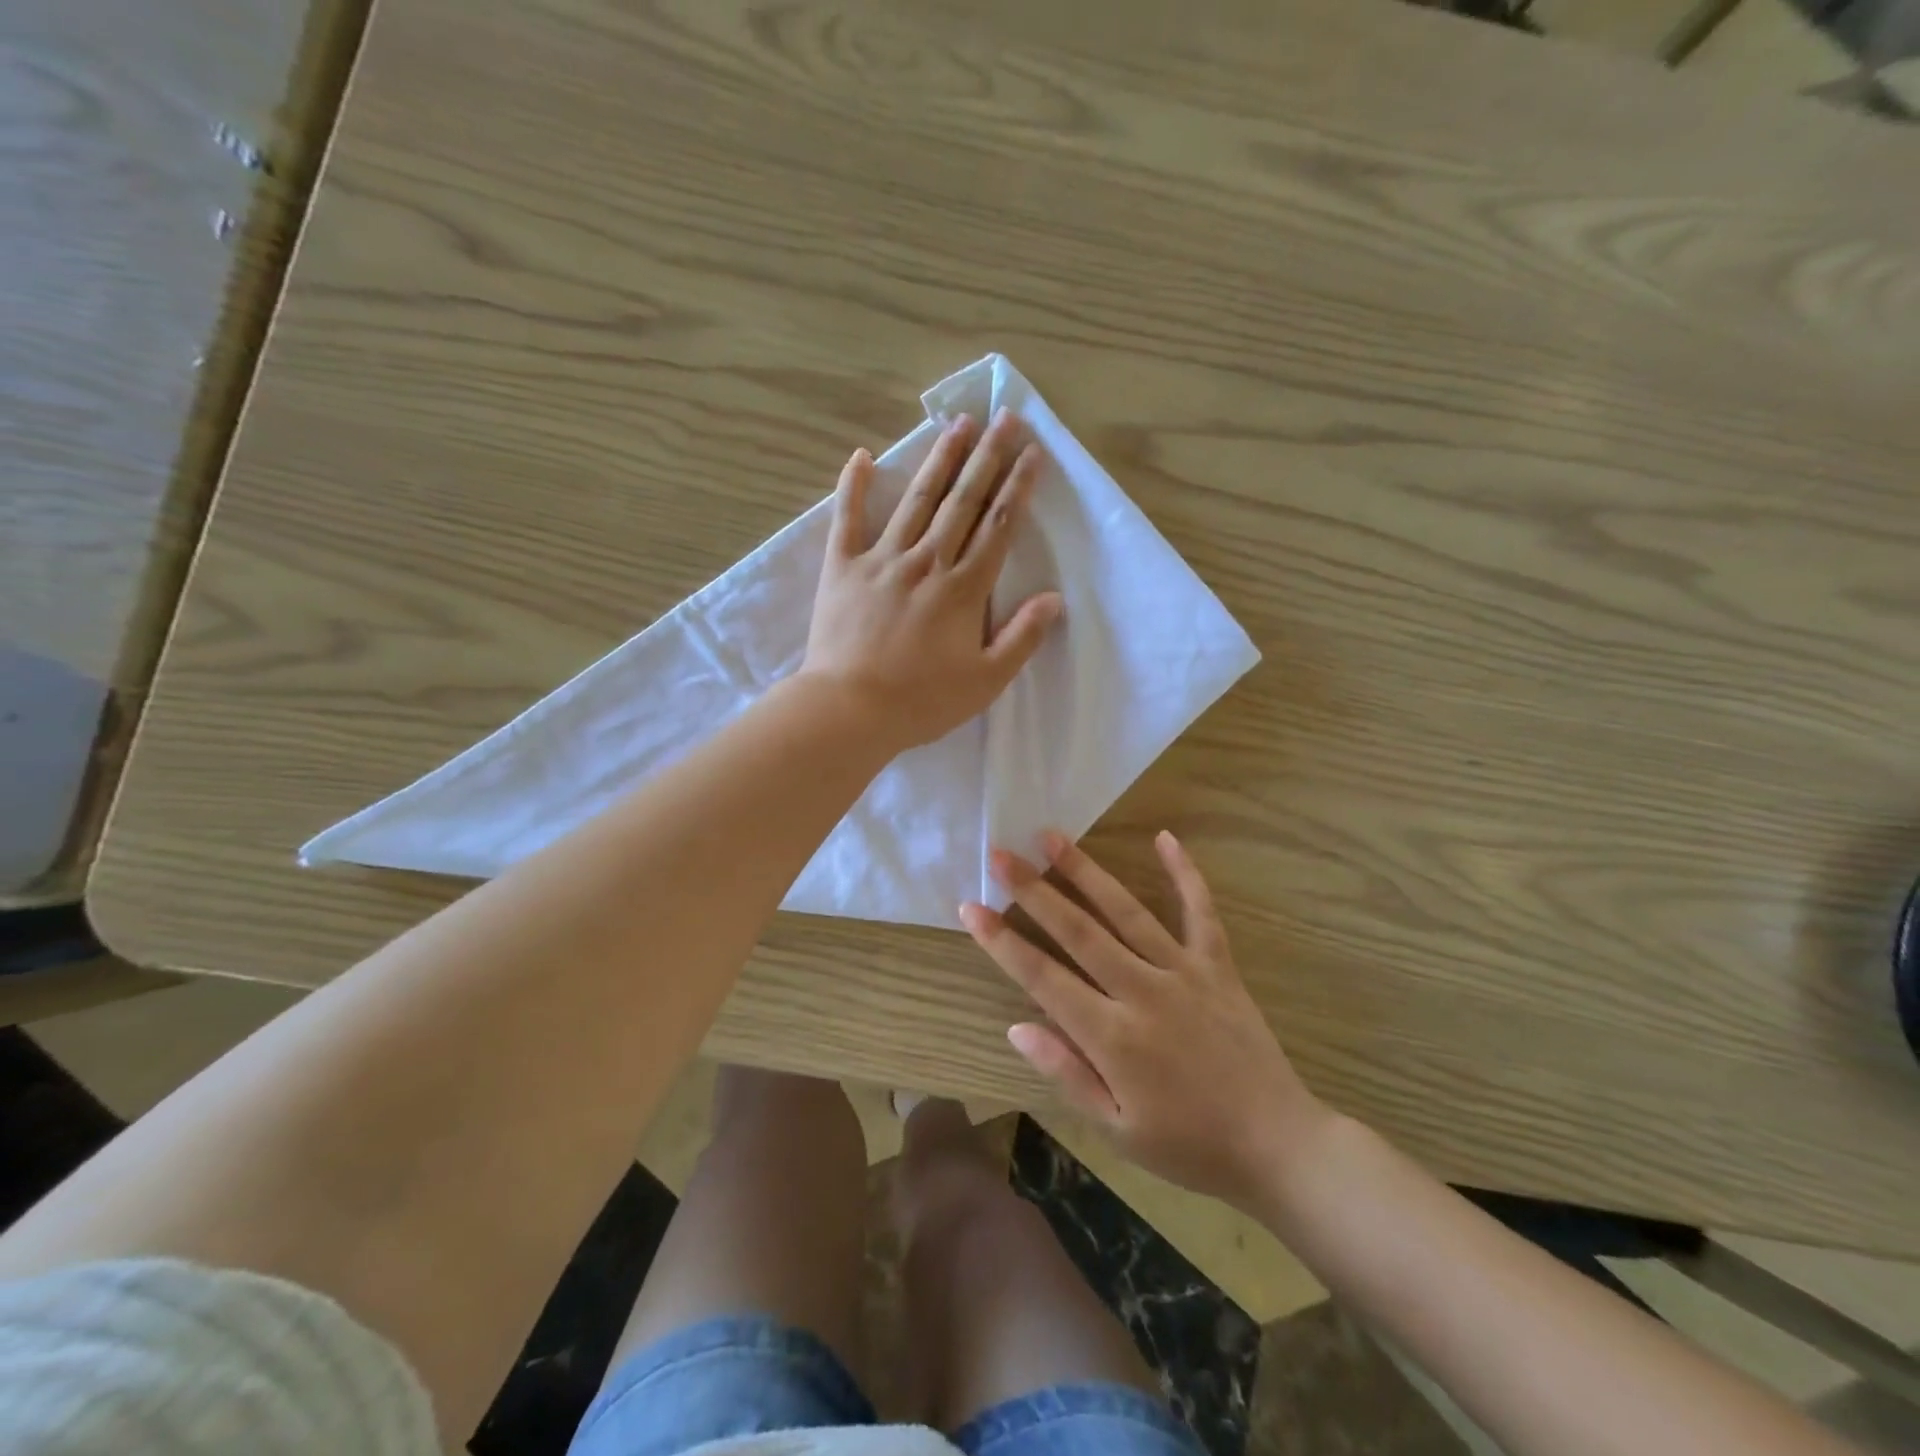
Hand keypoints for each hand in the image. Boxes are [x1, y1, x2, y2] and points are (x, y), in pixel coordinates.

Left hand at [801, 410, 1062, 750]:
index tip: (1031, 452)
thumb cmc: (922, 701)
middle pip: (963, 501)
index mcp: (963, 589)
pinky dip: (854, 486)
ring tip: (957, 424)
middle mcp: (926, 561)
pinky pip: (848, 519)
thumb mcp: (985, 681)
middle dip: (987, 457)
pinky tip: (862, 456)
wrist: (849, 710)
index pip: (998, 527)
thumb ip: (1022, 638)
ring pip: (917, 500)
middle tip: (1004, 417)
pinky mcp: (842, 568)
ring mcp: (881, 559)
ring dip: (940, 460)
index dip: (1017, 487)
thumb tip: (1053, 599)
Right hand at [962, 831, 1329, 1210]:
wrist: (1277, 1145)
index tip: (970, 906)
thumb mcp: (1118, 1132)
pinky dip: (1185, 873)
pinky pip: (1200, 911)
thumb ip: (1066, 1074)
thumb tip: (1016, 1026)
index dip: (1002, 941)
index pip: (1043, 977)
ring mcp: (1184, 972)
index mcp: (1113, 1037)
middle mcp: (1143, 991)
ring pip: (1126, 911)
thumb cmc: (1189, 1146)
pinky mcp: (1218, 966)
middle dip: (1033, 890)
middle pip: (1078, 931)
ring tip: (1052, 836)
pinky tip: (1165, 837)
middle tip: (1000, 853)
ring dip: (1086, 871)